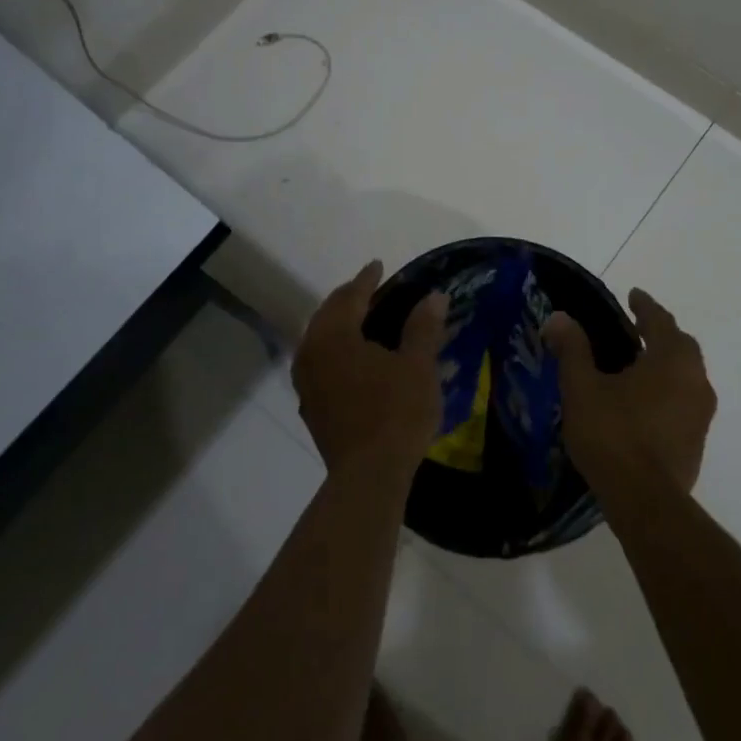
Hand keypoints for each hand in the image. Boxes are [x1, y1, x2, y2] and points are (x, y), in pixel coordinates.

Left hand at [293, 261, 447, 478]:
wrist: (368, 475)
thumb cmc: (396, 413)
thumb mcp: (418, 366)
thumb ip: (423, 327)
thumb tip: (435, 296)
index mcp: (335, 336)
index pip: (350, 297)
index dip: (366, 280)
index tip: (378, 265)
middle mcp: (312, 352)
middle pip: (327, 314)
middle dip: (348, 298)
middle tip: (369, 289)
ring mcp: (306, 381)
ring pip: (318, 338)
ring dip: (337, 324)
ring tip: (359, 319)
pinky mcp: (310, 405)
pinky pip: (317, 361)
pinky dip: (332, 348)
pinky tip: (349, 357)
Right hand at [542, 288, 715, 496]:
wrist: (646, 502)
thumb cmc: (613, 434)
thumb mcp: (582, 387)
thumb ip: (572, 349)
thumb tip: (558, 317)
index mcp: (671, 359)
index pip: (660, 320)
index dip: (644, 306)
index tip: (633, 295)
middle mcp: (695, 380)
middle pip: (681, 346)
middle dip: (660, 333)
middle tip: (636, 328)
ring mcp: (701, 414)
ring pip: (687, 375)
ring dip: (666, 363)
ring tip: (639, 365)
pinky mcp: (698, 441)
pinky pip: (685, 401)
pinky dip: (668, 390)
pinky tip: (646, 403)